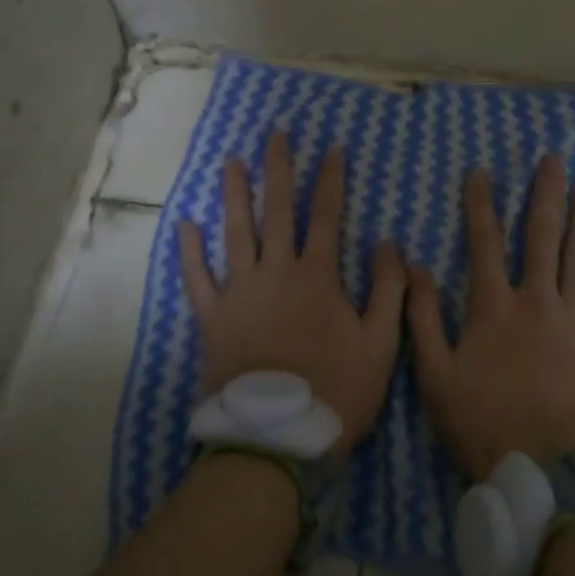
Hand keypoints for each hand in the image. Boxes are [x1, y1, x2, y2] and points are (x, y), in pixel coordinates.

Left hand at [179, 131, 406, 453]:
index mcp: (317, 277)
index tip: (331, 148)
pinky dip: (189, 251)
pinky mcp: (212, 318)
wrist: (276, 440)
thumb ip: (389, 292)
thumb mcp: (381, 346)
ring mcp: (239, 293)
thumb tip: (390, 243)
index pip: (326, 216)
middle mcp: (276, 273)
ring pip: (235, 233)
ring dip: (234, 195)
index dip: (330, 180)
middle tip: (276, 135)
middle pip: (276, 211)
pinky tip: (183, 223)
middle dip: (278, 169)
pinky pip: (197, 278)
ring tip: (232, 162)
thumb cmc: (335, 392)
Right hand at [409, 154, 574, 481]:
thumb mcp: (435, 376)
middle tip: (553, 159)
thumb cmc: (485, 426)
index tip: (480, 171)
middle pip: (541, 236)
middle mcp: (538, 300)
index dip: (480, 204)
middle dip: (545, 193)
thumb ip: (422, 317)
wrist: (548, 475)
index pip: (484, 242)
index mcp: (494, 307)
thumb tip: (413, 264)